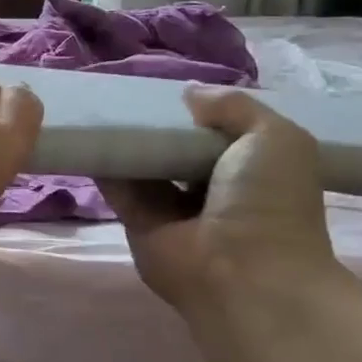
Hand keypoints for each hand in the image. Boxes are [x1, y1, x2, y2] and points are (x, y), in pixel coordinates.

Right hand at [100, 86, 342, 316]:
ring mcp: (173, 209)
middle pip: (175, 148)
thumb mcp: (275, 137)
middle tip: (126, 91)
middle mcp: (212, 189)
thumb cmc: (268, 203)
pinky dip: (103, 163)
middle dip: (157, 124)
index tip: (169, 88)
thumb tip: (189, 94)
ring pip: (144, 165)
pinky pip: (118, 186)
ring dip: (127, 140)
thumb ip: (234, 106)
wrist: (242, 273)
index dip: (197, 111)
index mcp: (251, 170)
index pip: (218, 133)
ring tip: (99, 104)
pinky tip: (86, 134)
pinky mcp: (138, 223)